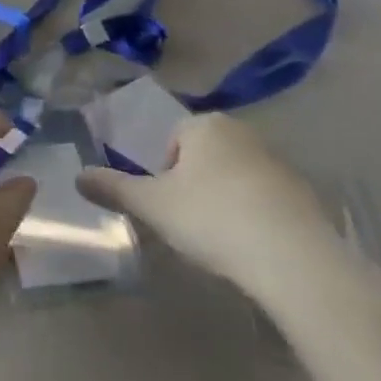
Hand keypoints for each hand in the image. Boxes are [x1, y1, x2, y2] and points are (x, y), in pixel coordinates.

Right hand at [76, 113, 332, 291]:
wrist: (291, 255)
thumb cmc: (211, 217)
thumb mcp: (153, 206)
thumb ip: (114, 188)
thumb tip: (77, 176)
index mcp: (204, 125)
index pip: (174, 140)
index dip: (166, 175)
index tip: (170, 208)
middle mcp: (242, 131)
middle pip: (206, 156)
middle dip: (196, 186)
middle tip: (192, 225)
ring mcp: (277, 160)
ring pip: (237, 177)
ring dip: (227, 201)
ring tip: (224, 241)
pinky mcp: (303, 192)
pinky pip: (267, 199)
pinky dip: (257, 217)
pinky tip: (254, 249)